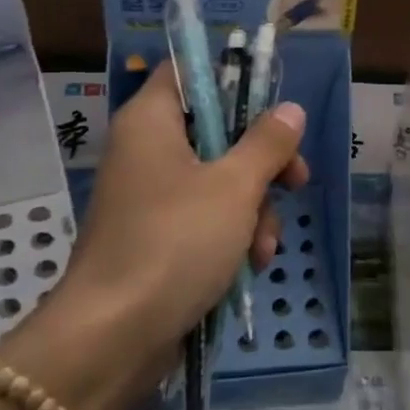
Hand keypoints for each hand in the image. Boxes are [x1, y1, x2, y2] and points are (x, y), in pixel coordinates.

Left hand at [0, 62, 307, 409]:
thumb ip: (267, 143)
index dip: (233, 81)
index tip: (274, 105)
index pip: (189, 73)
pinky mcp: (158, 239)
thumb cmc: (175, 241)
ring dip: (255, 210)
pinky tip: (251, 265)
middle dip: (263, 162)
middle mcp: (147, 151)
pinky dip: (232, 237)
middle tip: (296, 179)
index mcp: (151, 121)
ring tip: (265, 247)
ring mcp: (151, 198)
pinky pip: (205, 220)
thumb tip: (290, 110)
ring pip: (219, 182)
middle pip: (217, 132)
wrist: (114, 336)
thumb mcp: (235, 186)